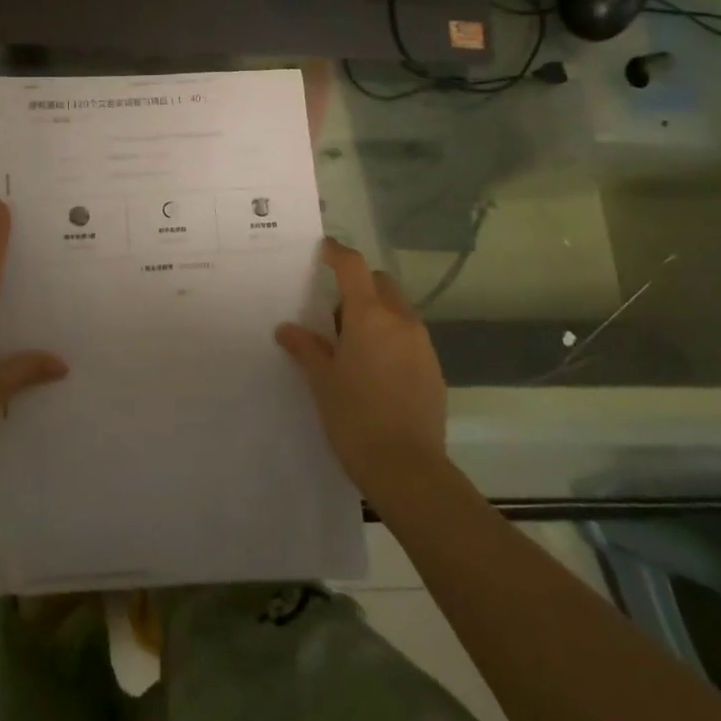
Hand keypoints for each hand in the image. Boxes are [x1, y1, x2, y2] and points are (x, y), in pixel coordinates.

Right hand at [276, 238, 447, 500]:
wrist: (408, 470)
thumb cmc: (355, 418)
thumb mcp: (322, 381)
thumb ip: (306, 347)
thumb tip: (286, 329)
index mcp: (369, 315)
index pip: (353, 265)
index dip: (336, 253)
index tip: (322, 250)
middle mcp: (400, 320)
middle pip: (379, 282)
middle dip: (358, 286)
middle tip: (334, 314)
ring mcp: (422, 344)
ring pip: (397, 310)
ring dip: (376, 313)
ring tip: (353, 346)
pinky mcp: (434, 369)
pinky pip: (409, 337)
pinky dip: (391, 338)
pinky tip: (375, 370)